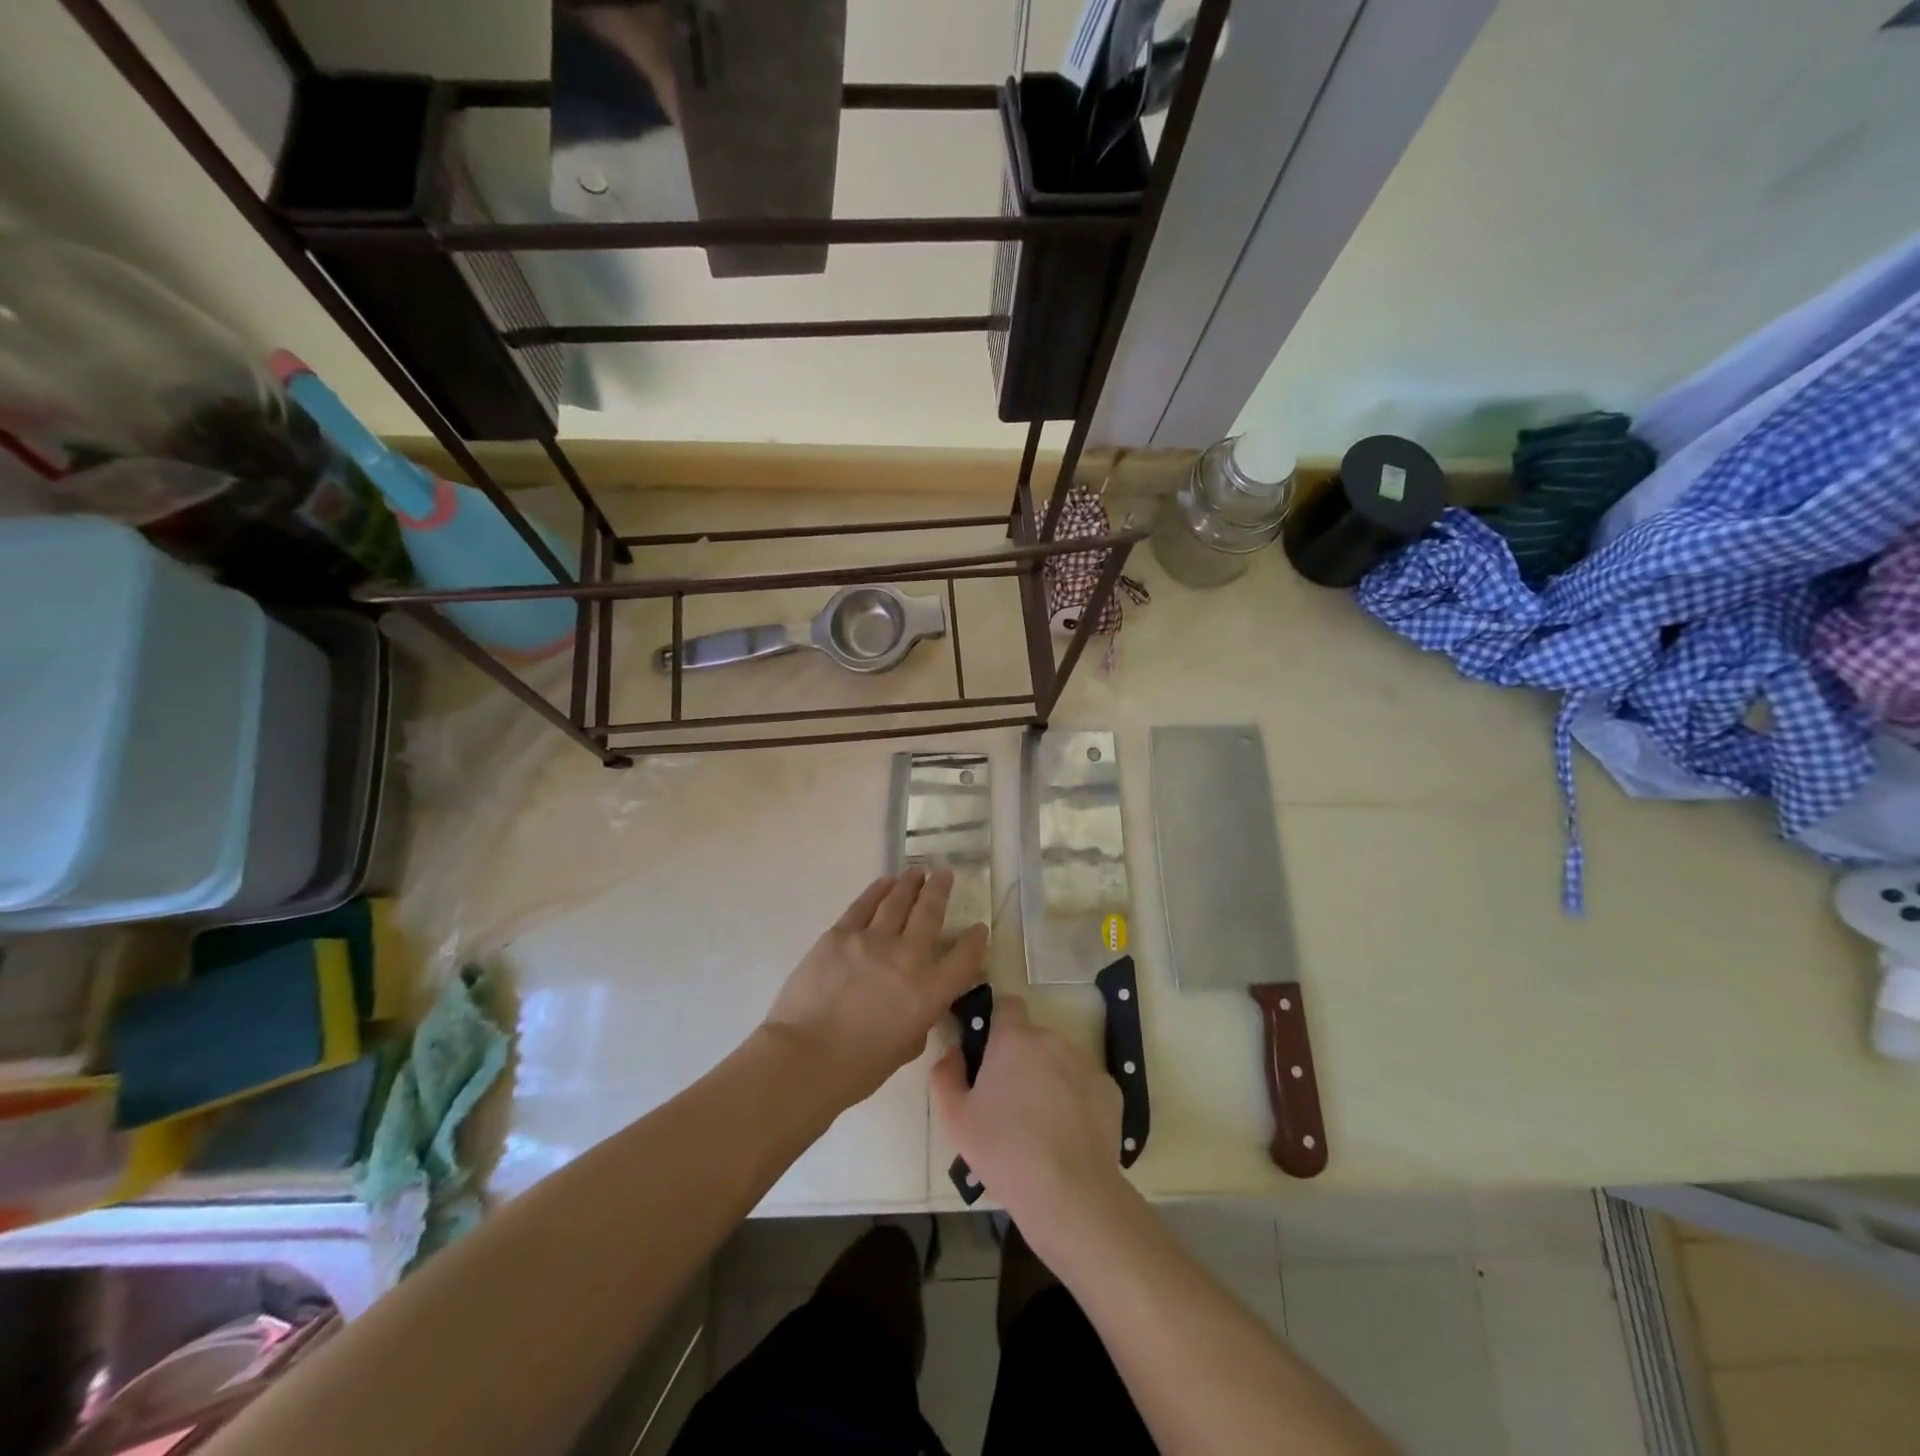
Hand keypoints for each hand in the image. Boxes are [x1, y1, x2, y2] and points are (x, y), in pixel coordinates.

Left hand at [762, 869, 987, 1111]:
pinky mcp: (840, 934)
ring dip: (910, 883)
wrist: (805, 1057)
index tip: (979, 928)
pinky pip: (864, 905)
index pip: (964, 958)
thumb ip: (919, 1019)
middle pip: (930, 913)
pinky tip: (884, 882)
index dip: (975, 941)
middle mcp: (908, 957)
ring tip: (917, 872)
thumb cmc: (858, 1067)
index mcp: (930, 992)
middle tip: (945, 873)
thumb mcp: (906, 1048)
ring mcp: (873, 940)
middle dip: (940, 890)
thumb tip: (916, 1002)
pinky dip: (877, 890)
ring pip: (898, 901)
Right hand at [931, 995, 1128, 1247]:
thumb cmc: (1003, 1150)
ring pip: (1060, 1060)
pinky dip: (1076, 1100)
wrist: (1069, 1192)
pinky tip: (1068, 1134)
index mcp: (1014, 1039)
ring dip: (1049, 1077)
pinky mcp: (1110, 1090)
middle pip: (1033, 1038)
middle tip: (1009, 1100)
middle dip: (1022, 1059)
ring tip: (1041, 1123)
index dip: (998, 1021)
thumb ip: (946, 1075)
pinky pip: (1085, 1084)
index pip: (1007, 1004)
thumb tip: (953, 1052)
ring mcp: (1085, 1063)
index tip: (989, 1049)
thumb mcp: (955, 1119)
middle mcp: (1052, 1039)